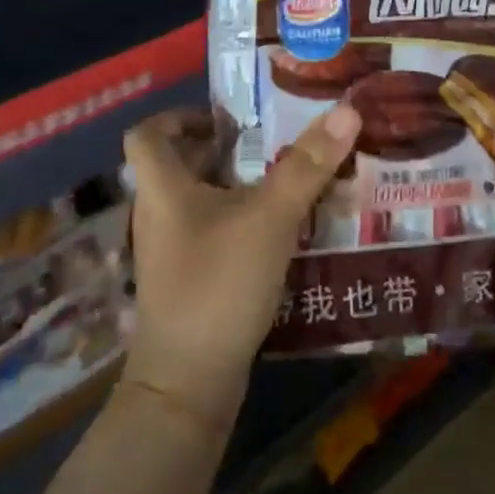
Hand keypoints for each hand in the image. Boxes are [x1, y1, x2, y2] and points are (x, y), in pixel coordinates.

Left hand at [120, 105, 361, 417]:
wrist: (188, 383)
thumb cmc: (219, 284)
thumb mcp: (270, 218)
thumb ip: (308, 166)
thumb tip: (347, 110)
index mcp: (163, 189)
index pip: (147, 134)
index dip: (180, 116)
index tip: (227, 117)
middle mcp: (158, 216)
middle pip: (177, 165)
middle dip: (222, 148)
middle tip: (271, 142)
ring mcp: (170, 253)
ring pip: (197, 201)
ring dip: (234, 186)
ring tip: (284, 180)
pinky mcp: (187, 282)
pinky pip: (210, 234)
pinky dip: (238, 222)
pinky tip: (278, 232)